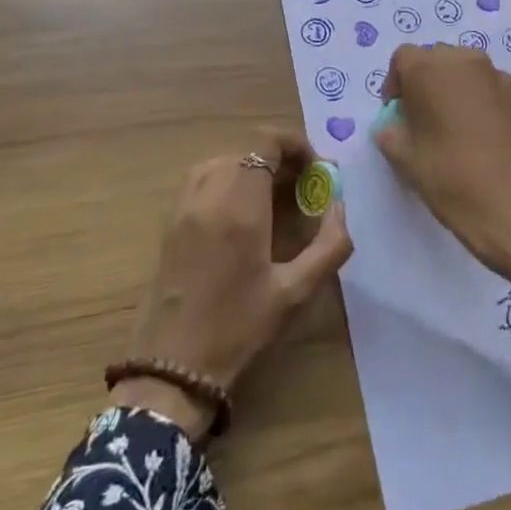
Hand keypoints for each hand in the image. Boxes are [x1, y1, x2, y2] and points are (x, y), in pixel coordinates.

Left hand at [117, 130, 352, 437]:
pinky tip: (243, 212)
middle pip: (246, 150)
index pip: (265, 144)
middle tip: (304, 188)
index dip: (295, 145)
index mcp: (239, 205)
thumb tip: (339, 206)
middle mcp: (208, 194)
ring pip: (223, 161)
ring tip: (275, 197)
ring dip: (252, 168)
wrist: (172, 366)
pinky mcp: (170, 221)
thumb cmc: (238, 328)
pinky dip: (227, 180)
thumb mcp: (295, 292)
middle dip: (279, 159)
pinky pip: (202, 179)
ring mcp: (184, 206)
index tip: (317, 169)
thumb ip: (329, 245)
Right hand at [374, 44, 510, 297]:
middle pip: (434, 59)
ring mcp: (496, 77)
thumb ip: (390, 135)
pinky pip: (484, 87)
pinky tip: (472, 136)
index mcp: (430, 69)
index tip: (395, 115)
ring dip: (448, 89)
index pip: (402, 58)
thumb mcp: (406, 161)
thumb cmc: (453, 179)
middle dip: (421, 83)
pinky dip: (472, 100)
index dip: (394, 84)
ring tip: (445, 128)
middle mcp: (464, 61)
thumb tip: (393, 127)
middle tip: (417, 120)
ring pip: (461, 70)